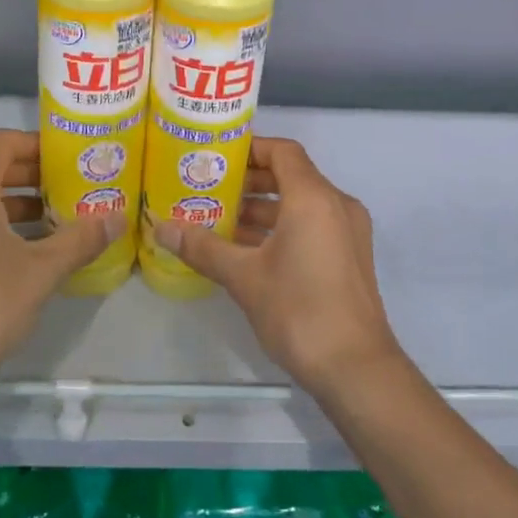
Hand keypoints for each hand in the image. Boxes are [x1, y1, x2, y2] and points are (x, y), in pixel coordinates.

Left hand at [0, 129, 122, 380]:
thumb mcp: (43, 268)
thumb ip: (81, 238)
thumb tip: (118, 219)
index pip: (2, 142)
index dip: (38, 143)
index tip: (71, 156)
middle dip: (34, 172)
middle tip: (75, 182)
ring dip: (20, 199)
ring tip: (62, 214)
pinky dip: (2, 221)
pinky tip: (35, 246)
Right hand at [151, 137, 404, 391]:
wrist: (356, 369)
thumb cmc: (299, 310)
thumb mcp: (244, 277)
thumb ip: (203, 247)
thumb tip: (161, 228)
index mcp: (314, 197)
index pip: (282, 152)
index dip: (249, 148)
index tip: (216, 157)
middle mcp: (336, 205)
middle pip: (291, 176)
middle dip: (250, 181)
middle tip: (209, 188)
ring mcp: (347, 232)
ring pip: (301, 204)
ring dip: (263, 208)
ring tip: (220, 218)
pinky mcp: (349, 257)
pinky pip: (312, 226)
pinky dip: (281, 227)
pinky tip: (246, 249)